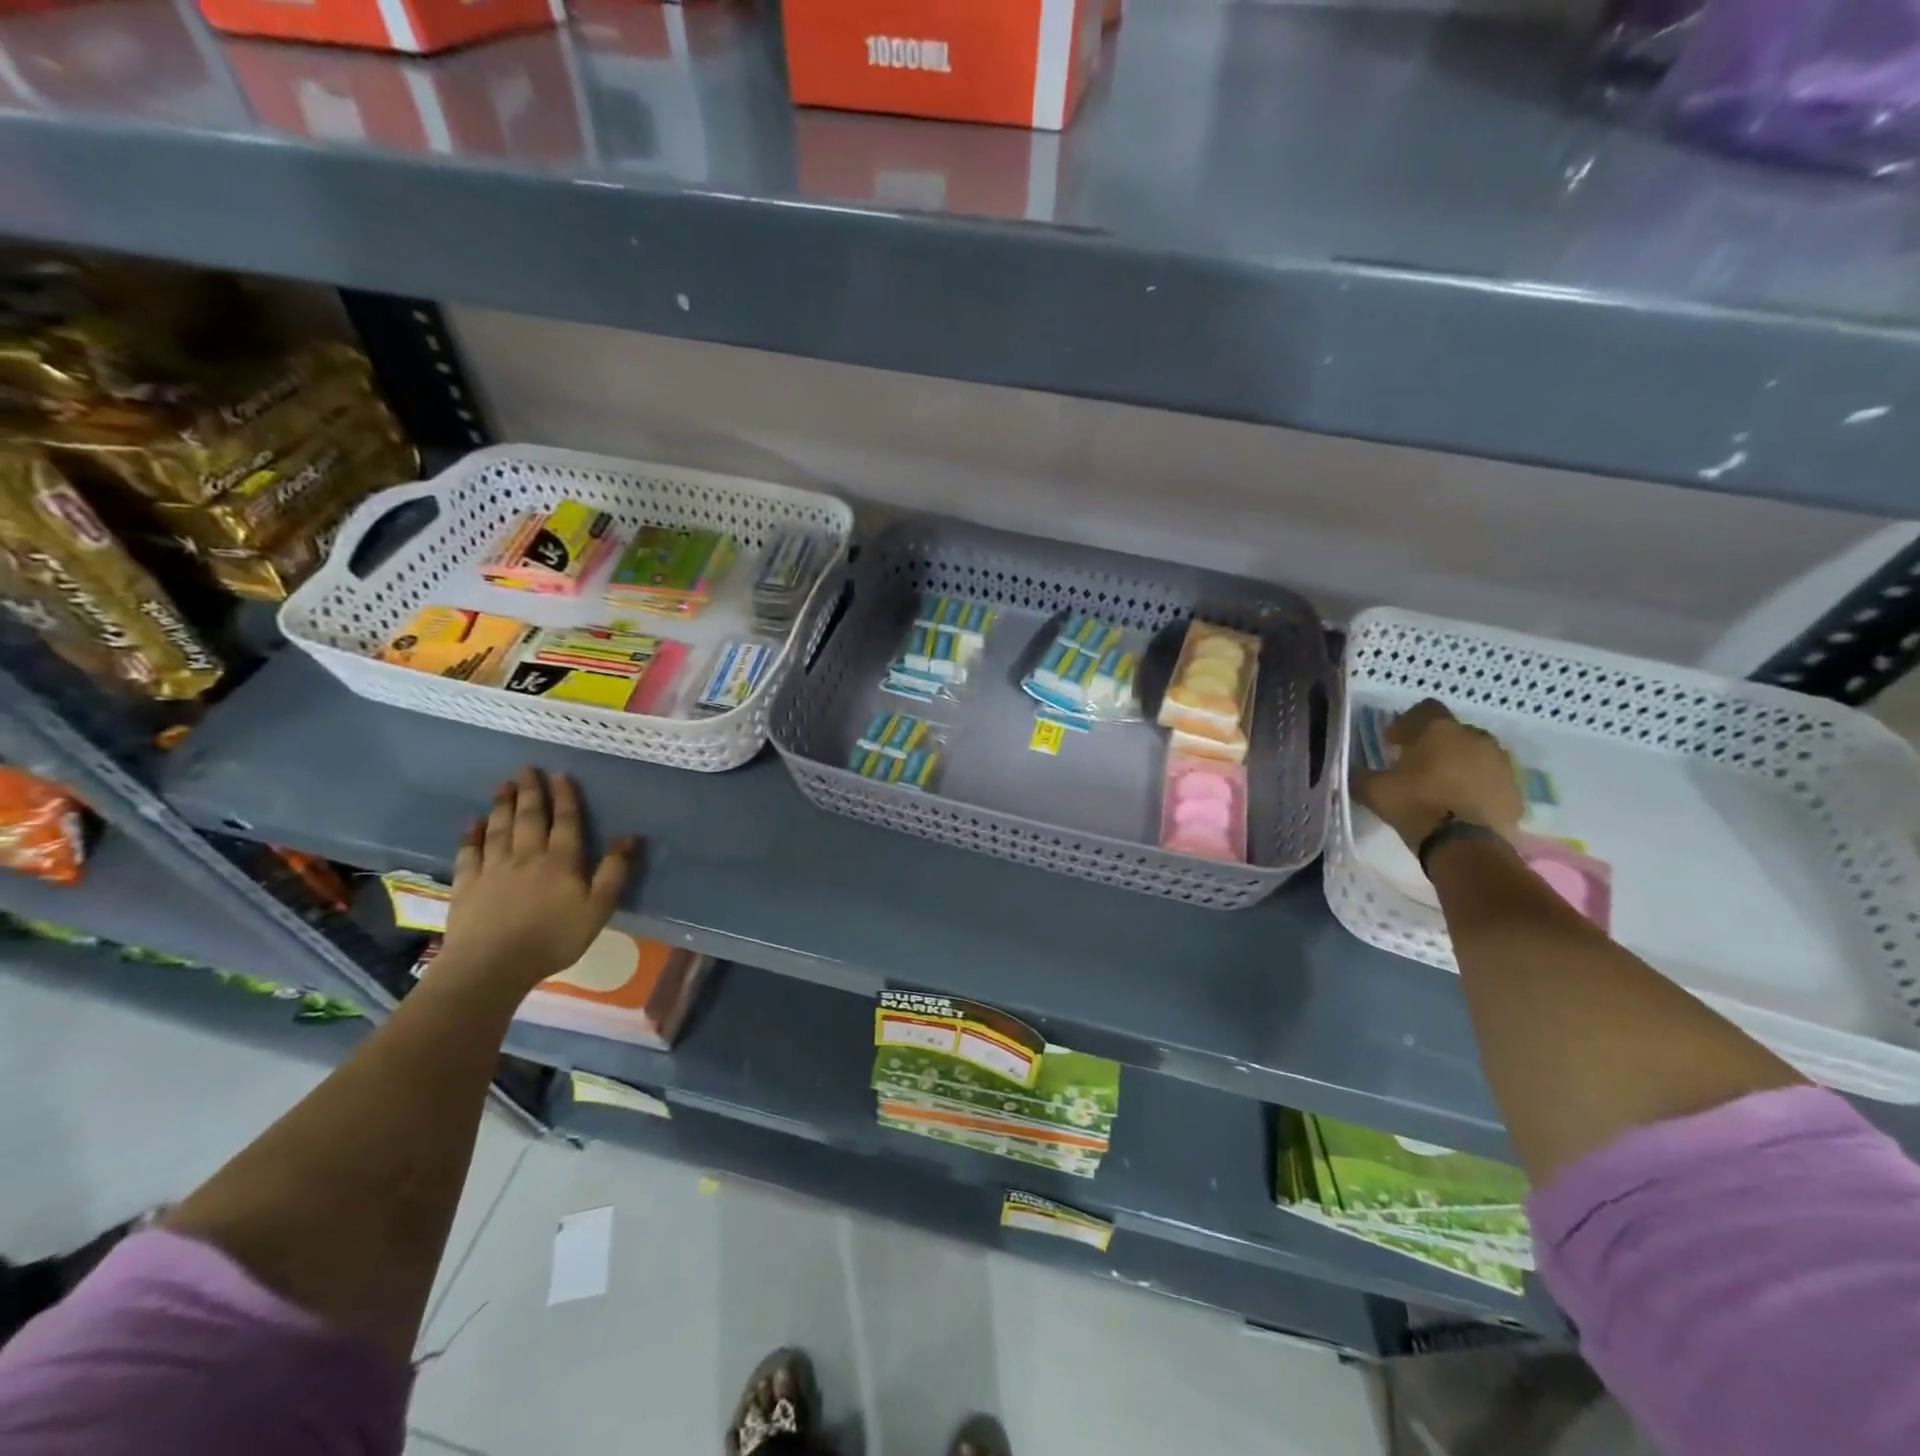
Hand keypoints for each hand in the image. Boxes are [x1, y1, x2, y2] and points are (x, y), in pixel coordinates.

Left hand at [442, 767, 638, 990]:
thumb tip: (631, 837)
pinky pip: (469, 853)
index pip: (565, 822)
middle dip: (530, 792)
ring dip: (502, 805)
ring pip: (499, 829)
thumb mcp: (598, 908)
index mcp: (561, 861)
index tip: (560, 775)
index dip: (564, 798)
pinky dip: (471, 835)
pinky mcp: (467, 885)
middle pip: (529, 818)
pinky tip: (472, 823)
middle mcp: (526, 856)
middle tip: (526, 769)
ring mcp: (493, 869)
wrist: (492, 965)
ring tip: (503, 785)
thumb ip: (614, 872)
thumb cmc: (553, 938)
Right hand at [1353, 699, 1523, 850]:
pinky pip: (1492, 780)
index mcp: (1439, 730)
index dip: (1408, 723)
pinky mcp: (1515, 790)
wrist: (1465, 845)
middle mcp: (1475, 737)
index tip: (1394, 743)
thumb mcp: (1373, 791)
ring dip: (1460, 764)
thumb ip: (1360, 775)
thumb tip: (1352, 771)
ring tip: (1442, 787)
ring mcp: (1501, 763)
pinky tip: (1462, 806)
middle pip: (1453, 732)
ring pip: (1476, 755)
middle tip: (1417, 766)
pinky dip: (1477, 787)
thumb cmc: (1415, 805)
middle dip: (1436, 745)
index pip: (1425, 708)